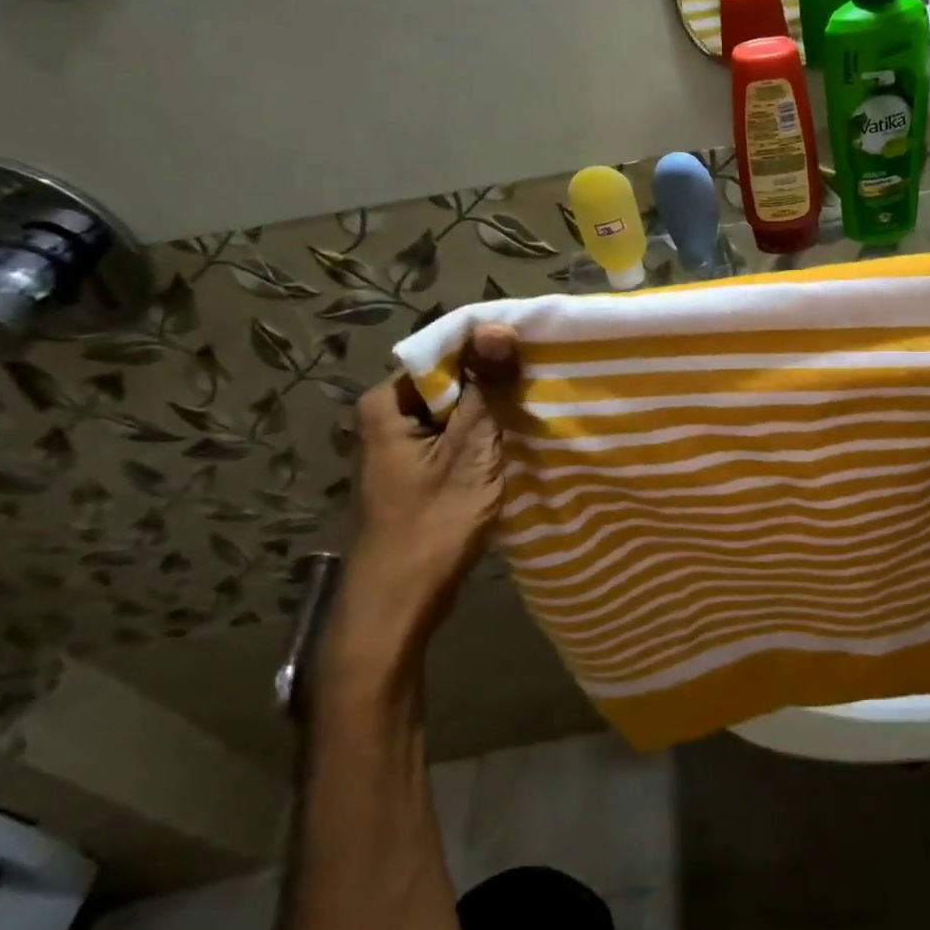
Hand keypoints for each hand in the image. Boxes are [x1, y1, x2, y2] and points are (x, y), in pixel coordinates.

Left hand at [322, 325, 519, 690]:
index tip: (532, 350)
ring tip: (537, 406)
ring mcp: (403, 448)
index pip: (444, 354)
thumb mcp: (469, 449)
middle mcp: (388, 418)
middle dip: (494, 383)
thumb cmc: (432, 522)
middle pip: (451, 383)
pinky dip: (484, 439)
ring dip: (492, 413)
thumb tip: (497, 327)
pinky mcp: (419, 473)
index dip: (488, 349)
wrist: (401, 601)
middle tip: (542, 380)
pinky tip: (517, 442)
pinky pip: (456, 439)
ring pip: (457, 413)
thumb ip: (485, 389)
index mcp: (387, 404)